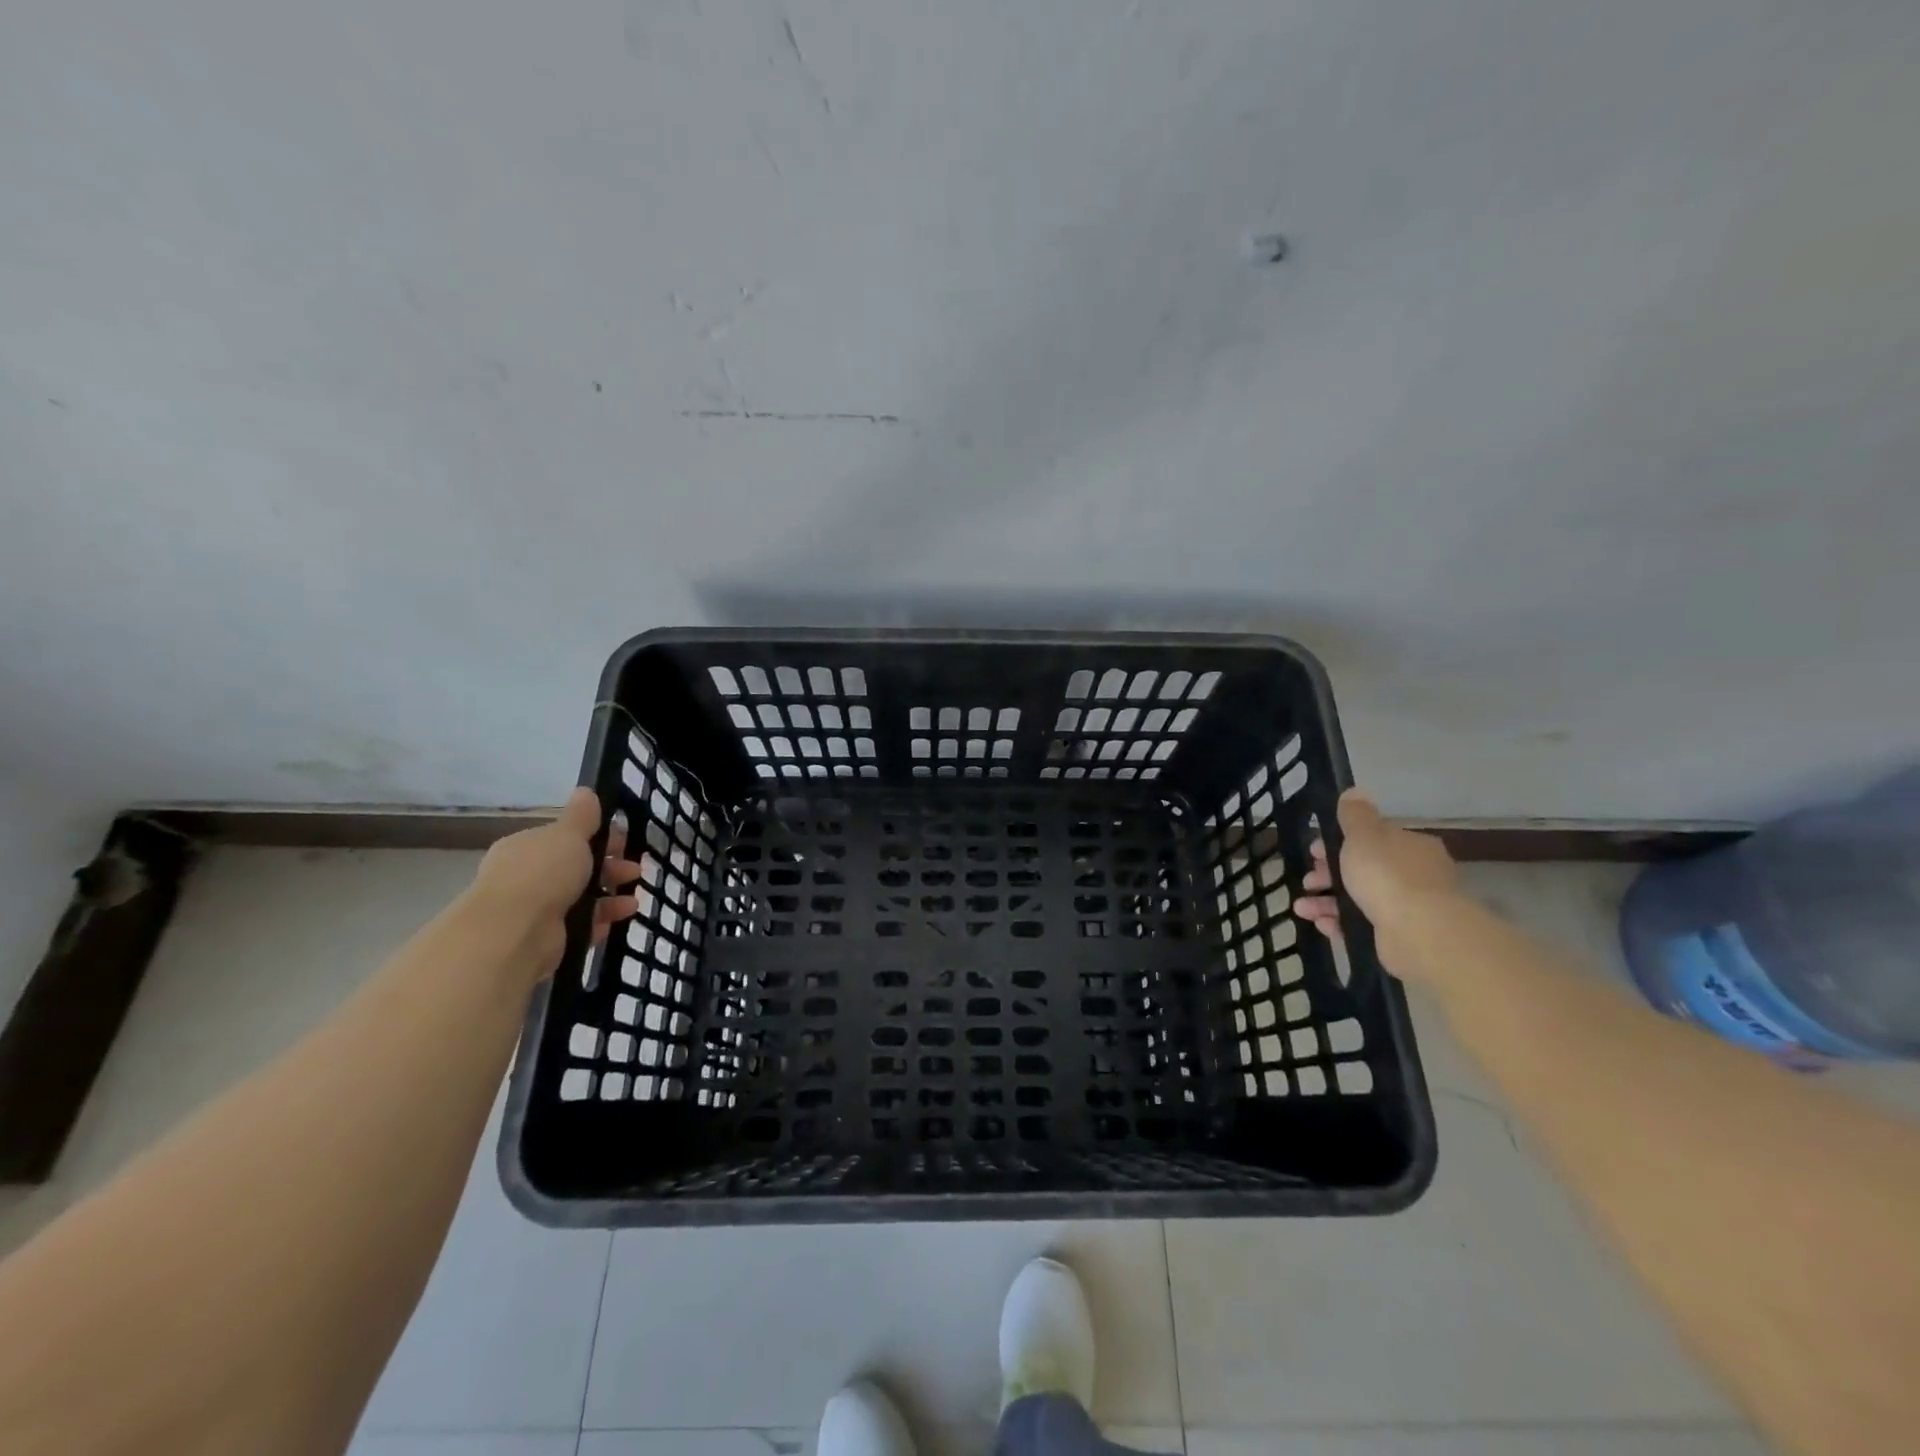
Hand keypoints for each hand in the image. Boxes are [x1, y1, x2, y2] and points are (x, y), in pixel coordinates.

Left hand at [468, 788, 643, 978]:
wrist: (515, 931)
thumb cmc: (543, 873)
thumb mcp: (568, 835)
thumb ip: (581, 816)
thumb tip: (585, 791)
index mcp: (526, 847)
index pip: (564, 838)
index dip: (596, 837)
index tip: (623, 841)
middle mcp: (526, 877)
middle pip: (575, 868)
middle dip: (609, 867)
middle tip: (634, 870)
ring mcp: (534, 909)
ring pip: (580, 897)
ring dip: (610, 894)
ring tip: (634, 898)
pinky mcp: (546, 938)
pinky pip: (580, 925)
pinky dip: (602, 920)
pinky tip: (621, 917)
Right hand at [1294, 789, 1458, 978]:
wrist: (1419, 931)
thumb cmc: (1387, 875)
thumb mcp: (1364, 835)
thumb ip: (1355, 815)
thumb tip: (1354, 791)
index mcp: (1410, 846)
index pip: (1372, 839)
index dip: (1339, 843)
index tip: (1314, 852)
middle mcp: (1415, 874)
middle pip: (1363, 869)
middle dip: (1328, 875)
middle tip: (1308, 880)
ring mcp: (1409, 907)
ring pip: (1359, 899)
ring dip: (1327, 901)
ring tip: (1302, 908)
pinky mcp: (1400, 935)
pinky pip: (1363, 925)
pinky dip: (1340, 923)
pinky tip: (1320, 924)